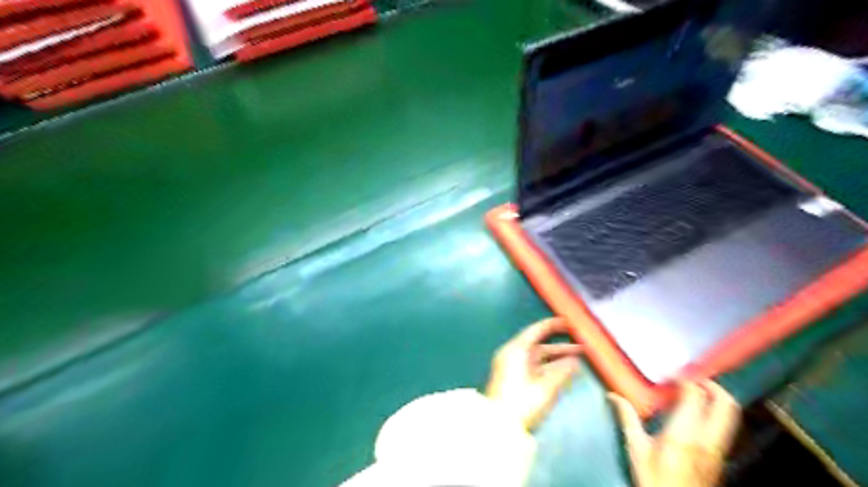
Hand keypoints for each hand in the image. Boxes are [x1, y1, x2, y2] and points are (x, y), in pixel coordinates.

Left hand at [486, 320, 579, 429]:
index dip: (553, 325)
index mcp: (516, 350)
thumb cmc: (521, 402)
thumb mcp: (545, 388)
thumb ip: (562, 372)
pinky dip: (549, 368)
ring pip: (538, 358)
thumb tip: (575, 361)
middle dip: (560, 347)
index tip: (568, 322)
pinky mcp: (514, 380)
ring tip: (577, 360)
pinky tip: (563, 372)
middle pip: (539, 346)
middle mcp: (512, 355)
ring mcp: (512, 367)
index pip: (536, 331)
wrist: (499, 425)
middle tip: (581, 347)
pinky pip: (534, 368)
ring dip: (556, 359)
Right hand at [610, 381, 738, 486]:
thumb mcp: (636, 448)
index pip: (695, 396)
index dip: (685, 380)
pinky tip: (697, 415)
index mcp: (684, 433)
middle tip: (693, 378)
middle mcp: (708, 440)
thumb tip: (613, 396)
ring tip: (697, 392)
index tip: (671, 375)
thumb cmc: (654, 479)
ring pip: (731, 416)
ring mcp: (718, 449)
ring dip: (717, 398)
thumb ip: (627, 418)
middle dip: (713, 385)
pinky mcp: (720, 457)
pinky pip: (725, 427)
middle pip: (725, 404)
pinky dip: (715, 413)